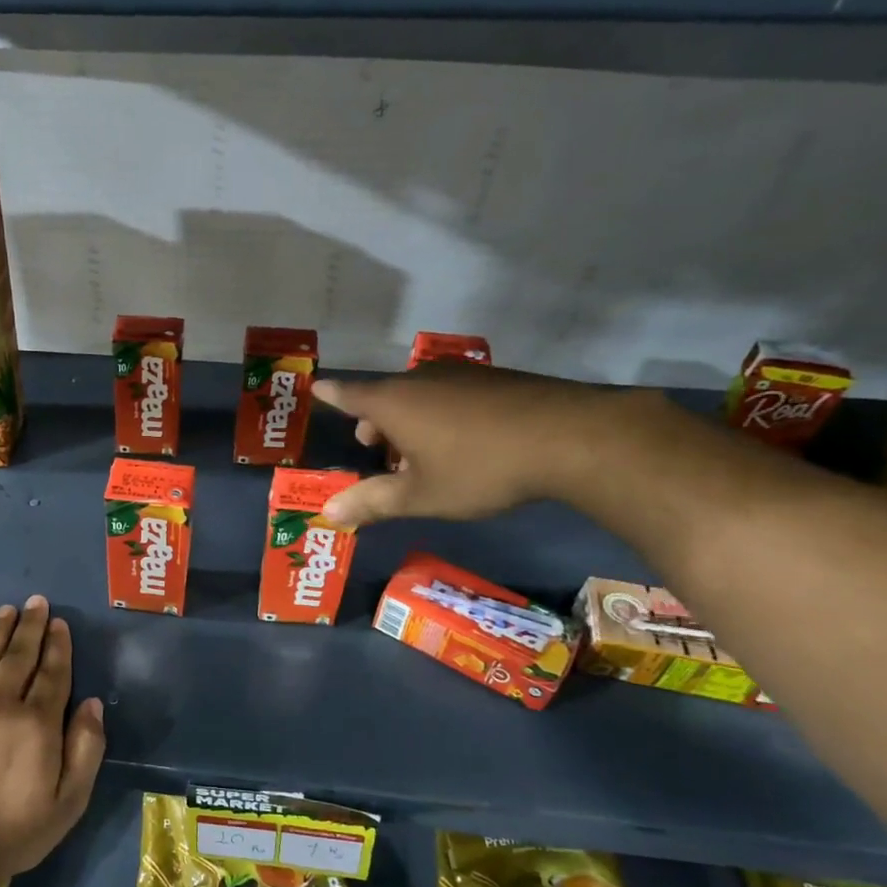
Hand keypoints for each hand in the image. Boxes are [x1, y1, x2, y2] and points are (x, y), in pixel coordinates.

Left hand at [0, 596, 105, 886]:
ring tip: (8, 611)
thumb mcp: (71, 799)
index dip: (58, 645)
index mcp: (37, 722)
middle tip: (36, 602)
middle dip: (31, 626)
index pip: (52, 671)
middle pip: (18, 655)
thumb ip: (87, 747)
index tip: (60, 623)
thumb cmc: (18, 830)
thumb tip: (92, 702)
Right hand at [312, 364, 643, 526]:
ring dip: (410, 423)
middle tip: (379, 454)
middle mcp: (421, 379)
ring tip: (422, 458)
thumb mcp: (421, 495)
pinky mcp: (494, 379)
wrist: (569, 437)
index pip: (349, 395)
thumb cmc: (478, 468)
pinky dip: (441, 415)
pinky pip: (450, 394)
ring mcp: (461, 375)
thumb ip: (372, 502)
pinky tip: (464, 444)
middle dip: (376, 424)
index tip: (316, 388)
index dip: (331, 395)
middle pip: (385, 397)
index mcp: (394, 403)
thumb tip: (328, 512)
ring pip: (419, 396)